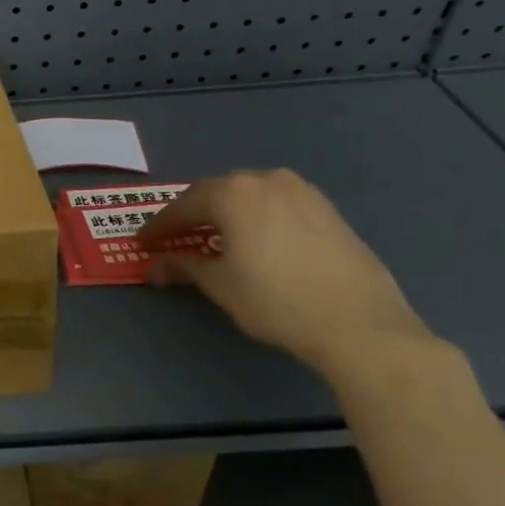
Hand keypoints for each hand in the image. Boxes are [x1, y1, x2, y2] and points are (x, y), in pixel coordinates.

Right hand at [137, 168, 437, 382]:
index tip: (142, 243)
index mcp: (234, 193)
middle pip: (217, 192)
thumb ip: (184, 267)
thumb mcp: (220, 285)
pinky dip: (258, 216)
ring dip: (228, 212)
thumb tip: (154, 267)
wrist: (361, 325)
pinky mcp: (329, 211)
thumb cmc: (277, 301)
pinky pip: (279, 204)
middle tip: (176, 236)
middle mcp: (266, 181)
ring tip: (216, 235)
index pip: (183, 206)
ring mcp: (303, 192)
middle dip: (193, 213)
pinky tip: (258, 239)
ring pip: (251, 195)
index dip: (159, 227)